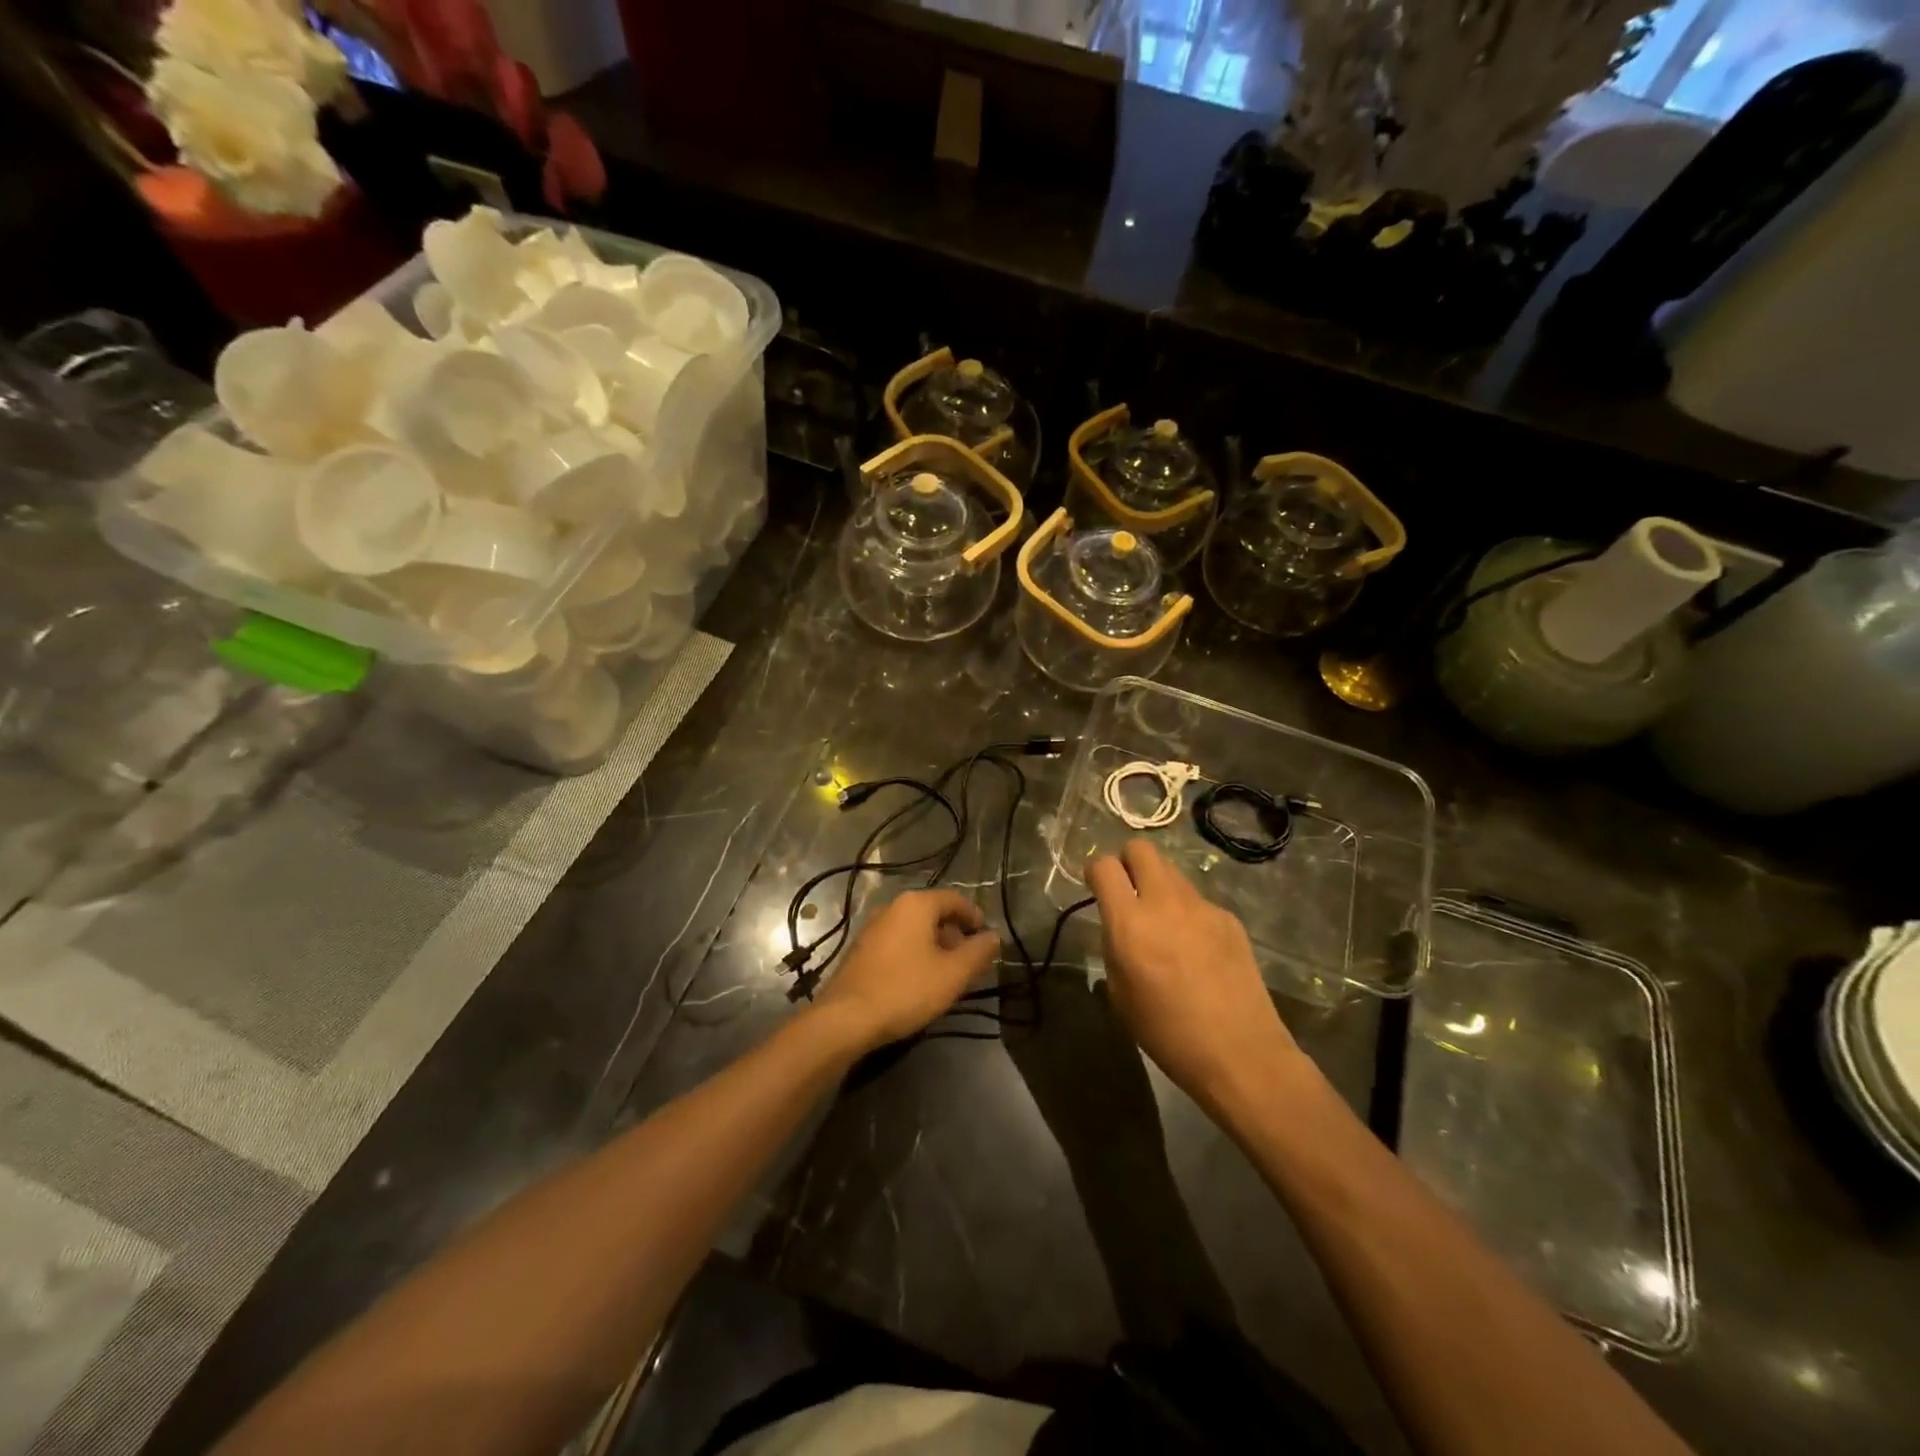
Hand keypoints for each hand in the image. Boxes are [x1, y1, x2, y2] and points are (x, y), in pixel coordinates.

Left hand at [815, 889, 1000, 1049]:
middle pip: (933, 913)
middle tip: (969, 962)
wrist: (846, 1018)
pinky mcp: (861, 950)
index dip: (975, 917)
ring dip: (934, 947)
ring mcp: (872, 928)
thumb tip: (994, 937)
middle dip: (955, 935)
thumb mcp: (953, 974)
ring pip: (914, 930)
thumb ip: (978, 953)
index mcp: (916, 905)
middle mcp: (892, 908)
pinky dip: (914, 955)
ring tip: (947, 975)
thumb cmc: (906, 989)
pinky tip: (919, 982)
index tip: (987, 939)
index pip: (954, 899)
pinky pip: (897, 943)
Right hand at [1087, 839, 1303, 1111]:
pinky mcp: (1229, 918)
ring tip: (1163, 923)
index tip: (1096, 888)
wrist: (1239, 1053)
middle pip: (1141, 848)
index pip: (1104, 865)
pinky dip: (1187, 912)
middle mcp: (1164, 903)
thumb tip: (1119, 927)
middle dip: (1128, 862)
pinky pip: (1197, 900)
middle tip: (1128, 892)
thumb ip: (1114, 947)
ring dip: (1158, 885)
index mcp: (1130, 923)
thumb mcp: (1120, 994)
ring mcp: (1201, 907)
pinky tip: (1196, 949)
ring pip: (1171, 871)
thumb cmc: (1167, 1033)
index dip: (1095, 871)